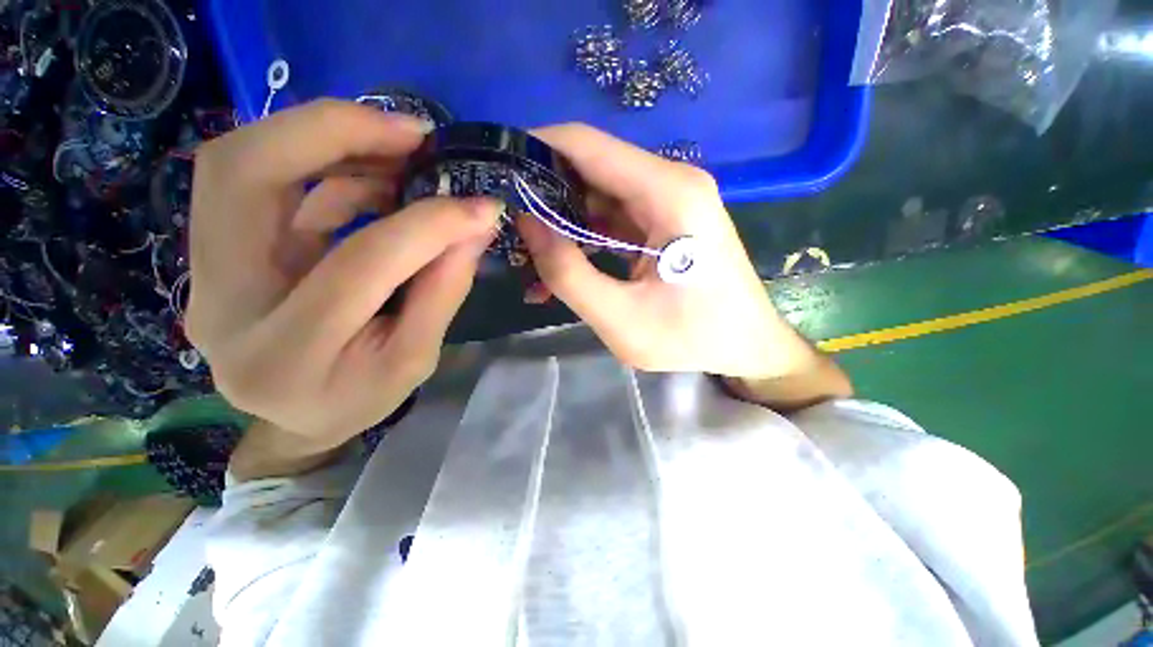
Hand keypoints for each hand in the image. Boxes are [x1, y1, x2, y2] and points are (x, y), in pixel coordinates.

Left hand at [186, 100, 498, 450]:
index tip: (479, 206)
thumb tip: (475, 227)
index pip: (358, 265)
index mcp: (287, 354)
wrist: (296, 419)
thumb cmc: (360, 399)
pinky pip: (256, 181)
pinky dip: (321, 163)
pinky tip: (372, 174)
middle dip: (333, 131)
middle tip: (411, 131)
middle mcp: (221, 304)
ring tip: (399, 146)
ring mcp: (204, 273)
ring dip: (325, 137)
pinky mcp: (214, 253)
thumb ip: (442, 292)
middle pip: (243, 176)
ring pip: (238, 164)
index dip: (426, 226)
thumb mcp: (416, 360)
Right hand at [519, 124, 838, 386]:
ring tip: (529, 255)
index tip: (497, 173)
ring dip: (562, 221)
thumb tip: (527, 223)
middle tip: (508, 227)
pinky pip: (612, 216)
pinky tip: (563, 265)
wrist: (746, 345)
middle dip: (544, 193)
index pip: (586, 145)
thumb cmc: (692, 337)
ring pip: (597, 193)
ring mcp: (669, 200)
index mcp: (669, 194)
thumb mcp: (621, 319)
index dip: (535, 150)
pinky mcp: (664, 220)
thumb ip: (567, 273)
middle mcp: (671, 182)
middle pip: (590, 167)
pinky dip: (583, 236)